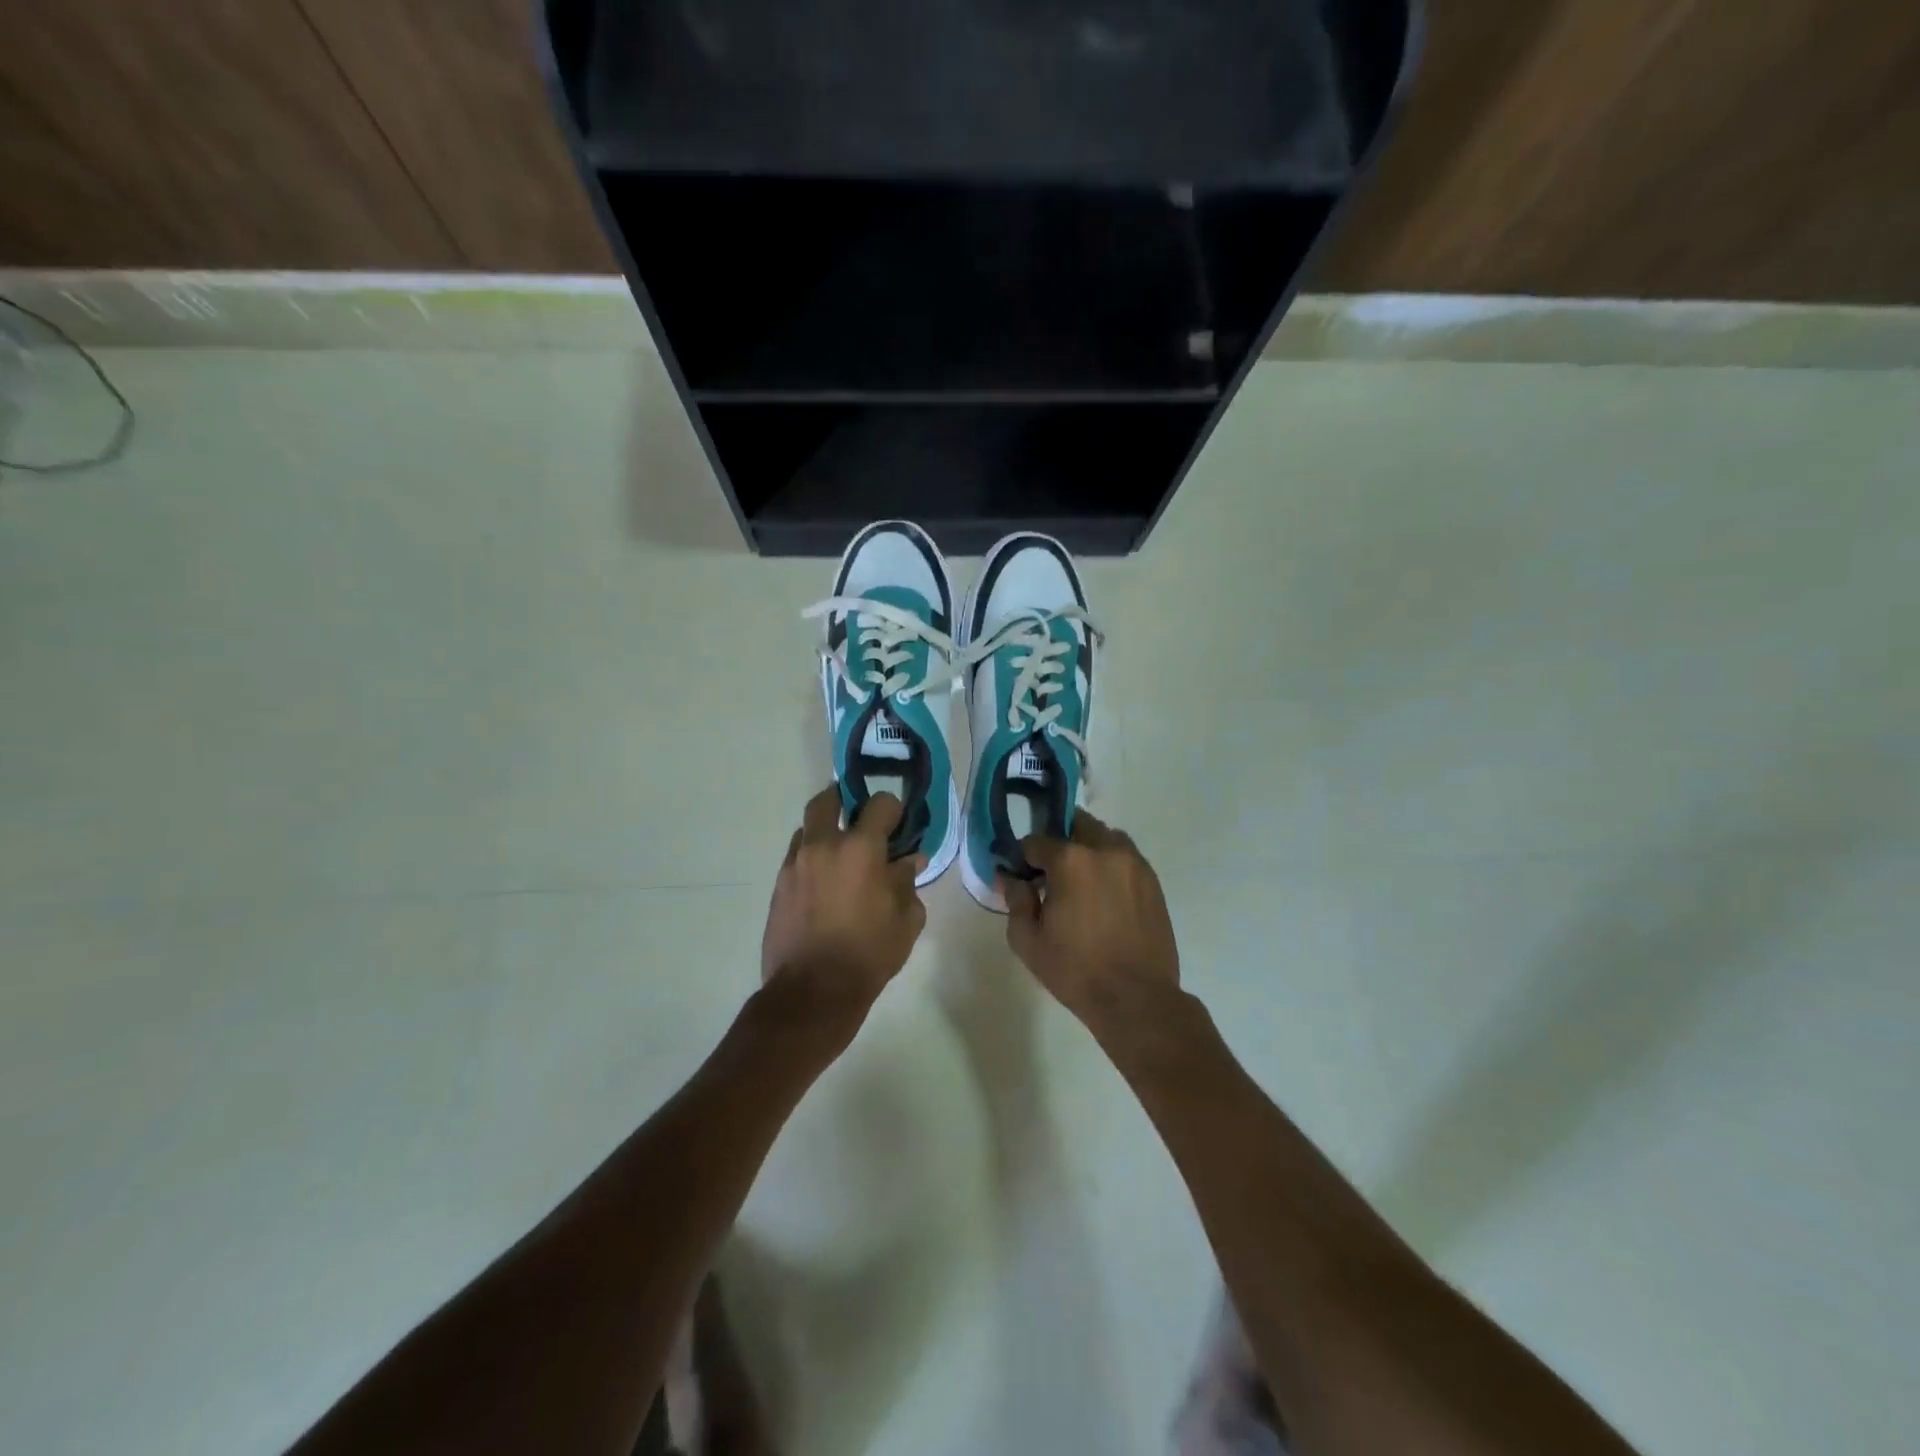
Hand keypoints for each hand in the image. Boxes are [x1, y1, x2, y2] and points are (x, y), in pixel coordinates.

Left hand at [761, 786, 927, 1007]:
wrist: (813, 991)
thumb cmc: (869, 954)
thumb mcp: (906, 920)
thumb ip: (907, 882)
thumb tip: (909, 861)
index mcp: (860, 848)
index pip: (880, 804)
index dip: (893, 809)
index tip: (899, 825)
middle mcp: (823, 845)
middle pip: (827, 799)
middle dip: (844, 800)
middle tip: (859, 818)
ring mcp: (795, 864)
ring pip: (807, 828)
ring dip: (825, 832)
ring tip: (840, 855)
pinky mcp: (778, 885)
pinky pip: (796, 857)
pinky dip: (812, 858)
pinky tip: (824, 882)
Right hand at [1002, 811, 1179, 1022]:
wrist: (1136, 998)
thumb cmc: (1075, 970)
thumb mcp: (1027, 940)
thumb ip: (1016, 900)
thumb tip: (1011, 878)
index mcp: (1070, 861)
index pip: (1036, 841)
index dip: (1023, 857)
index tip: (1021, 875)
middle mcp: (1105, 850)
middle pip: (1076, 826)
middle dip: (1059, 842)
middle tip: (1051, 872)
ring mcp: (1134, 863)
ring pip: (1105, 837)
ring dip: (1088, 848)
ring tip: (1081, 881)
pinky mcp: (1152, 880)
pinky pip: (1125, 857)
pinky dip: (1110, 864)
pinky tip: (1103, 893)